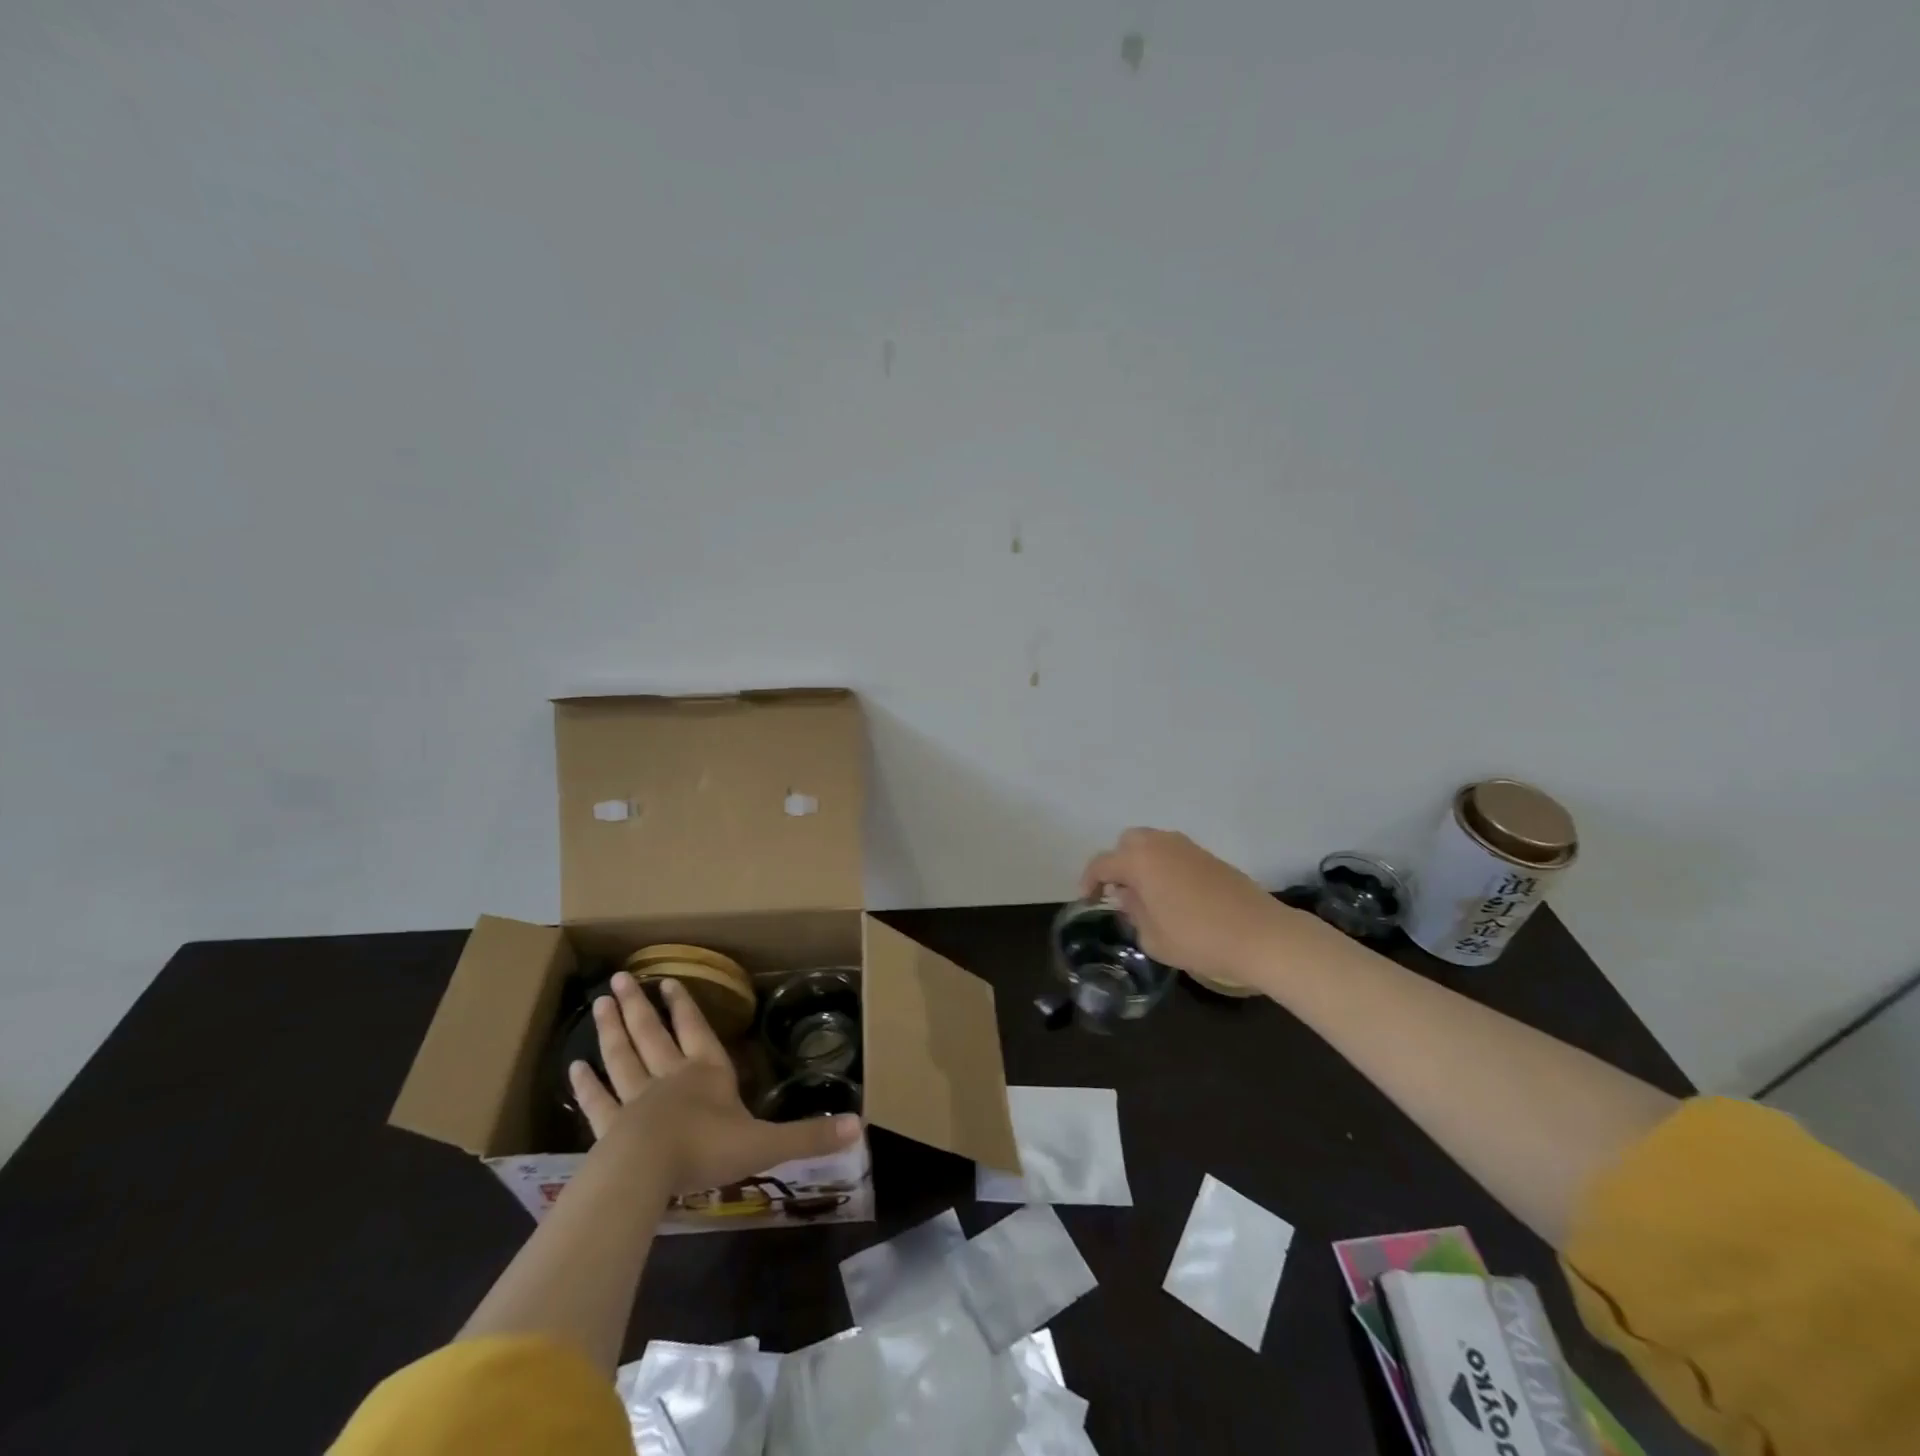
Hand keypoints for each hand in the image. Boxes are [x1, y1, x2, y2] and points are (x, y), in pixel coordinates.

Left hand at [569, 971, 860, 1193]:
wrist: (648, 1173)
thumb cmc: (708, 1149)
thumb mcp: (767, 1143)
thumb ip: (809, 1135)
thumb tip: (861, 1126)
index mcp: (707, 1074)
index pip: (696, 1031)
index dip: (685, 1007)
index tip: (669, 981)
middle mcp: (669, 1078)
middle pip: (651, 1034)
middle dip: (639, 1006)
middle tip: (621, 977)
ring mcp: (635, 1101)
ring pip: (622, 1057)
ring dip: (612, 1030)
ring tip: (601, 1002)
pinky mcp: (609, 1128)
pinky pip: (597, 1102)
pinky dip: (586, 1085)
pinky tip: (573, 1069)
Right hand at [1081, 827, 1327, 985]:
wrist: (1261, 935)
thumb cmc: (1199, 939)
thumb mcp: (1152, 937)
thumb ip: (1133, 912)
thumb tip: (1129, 897)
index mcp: (1140, 861)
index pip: (1102, 864)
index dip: (1089, 881)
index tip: (1088, 901)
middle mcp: (1161, 844)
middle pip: (1127, 843)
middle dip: (1117, 864)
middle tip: (1119, 893)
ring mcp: (1188, 847)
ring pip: (1153, 844)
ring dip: (1142, 863)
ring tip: (1145, 895)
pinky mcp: (1209, 857)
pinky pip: (1174, 853)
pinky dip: (1164, 867)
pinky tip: (1172, 895)